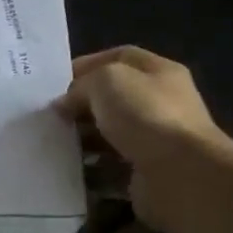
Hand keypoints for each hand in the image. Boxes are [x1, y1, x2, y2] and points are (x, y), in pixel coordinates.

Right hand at [55, 47, 232, 225]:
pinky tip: (69, 170)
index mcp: (159, 73)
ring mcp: (156, 141)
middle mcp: (161, 104)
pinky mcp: (147, 174)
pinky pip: (110, 169)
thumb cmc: (145, 114)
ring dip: (83, 140)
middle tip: (51, 115)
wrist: (180, 174)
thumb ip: (81, 85)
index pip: (120, 58)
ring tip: (54, 143)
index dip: (88, 64)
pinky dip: (90, 170)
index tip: (57, 81)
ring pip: (110, 135)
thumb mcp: (106, 81)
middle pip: (114, 98)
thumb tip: (65, 104)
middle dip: (82, 105)